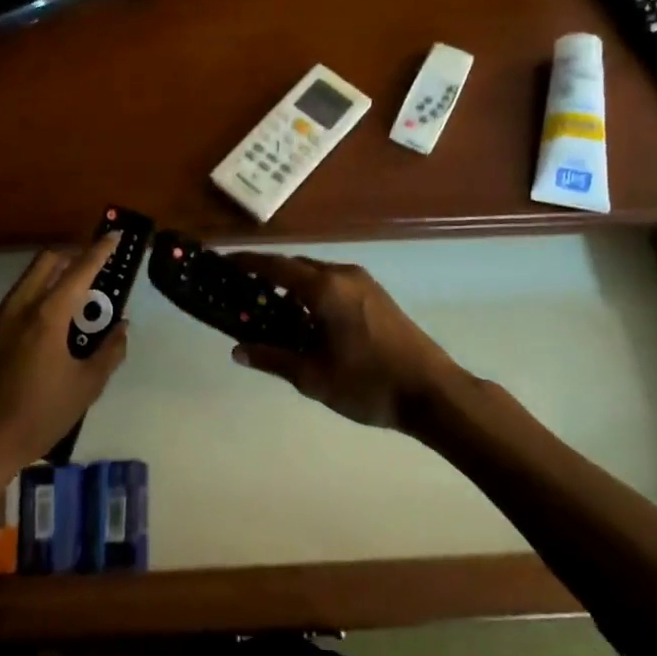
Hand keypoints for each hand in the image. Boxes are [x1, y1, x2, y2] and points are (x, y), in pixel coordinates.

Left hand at [0, 234, 126, 476]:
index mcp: (46, 316)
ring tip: (77, 297)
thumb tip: (121, 328)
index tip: (114, 237)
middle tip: (96, 268)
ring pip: (29, 278)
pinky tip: (51, 322)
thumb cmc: (39, 416)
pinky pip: (18, 298)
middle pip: (47, 261)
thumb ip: (109, 352)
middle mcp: (19, 307)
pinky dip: (39, 294)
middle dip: (73, 256)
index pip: (79, 271)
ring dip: (54, 275)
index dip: (99, 251)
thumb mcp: (87, 387)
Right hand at [227, 253, 464, 431]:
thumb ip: (274, 359)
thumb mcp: (314, 377)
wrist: (433, 392)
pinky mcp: (377, 296)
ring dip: (292, 286)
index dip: (247, 264)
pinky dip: (312, 293)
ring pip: (317, 275)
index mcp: (326, 289)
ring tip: (270, 310)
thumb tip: (238, 350)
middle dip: (268, 276)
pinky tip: (306, 320)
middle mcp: (343, 276)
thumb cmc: (369, 384)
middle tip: (243, 293)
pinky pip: (334, 284)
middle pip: (296, 267)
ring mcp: (364, 283)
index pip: (276, 267)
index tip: (224, 263)